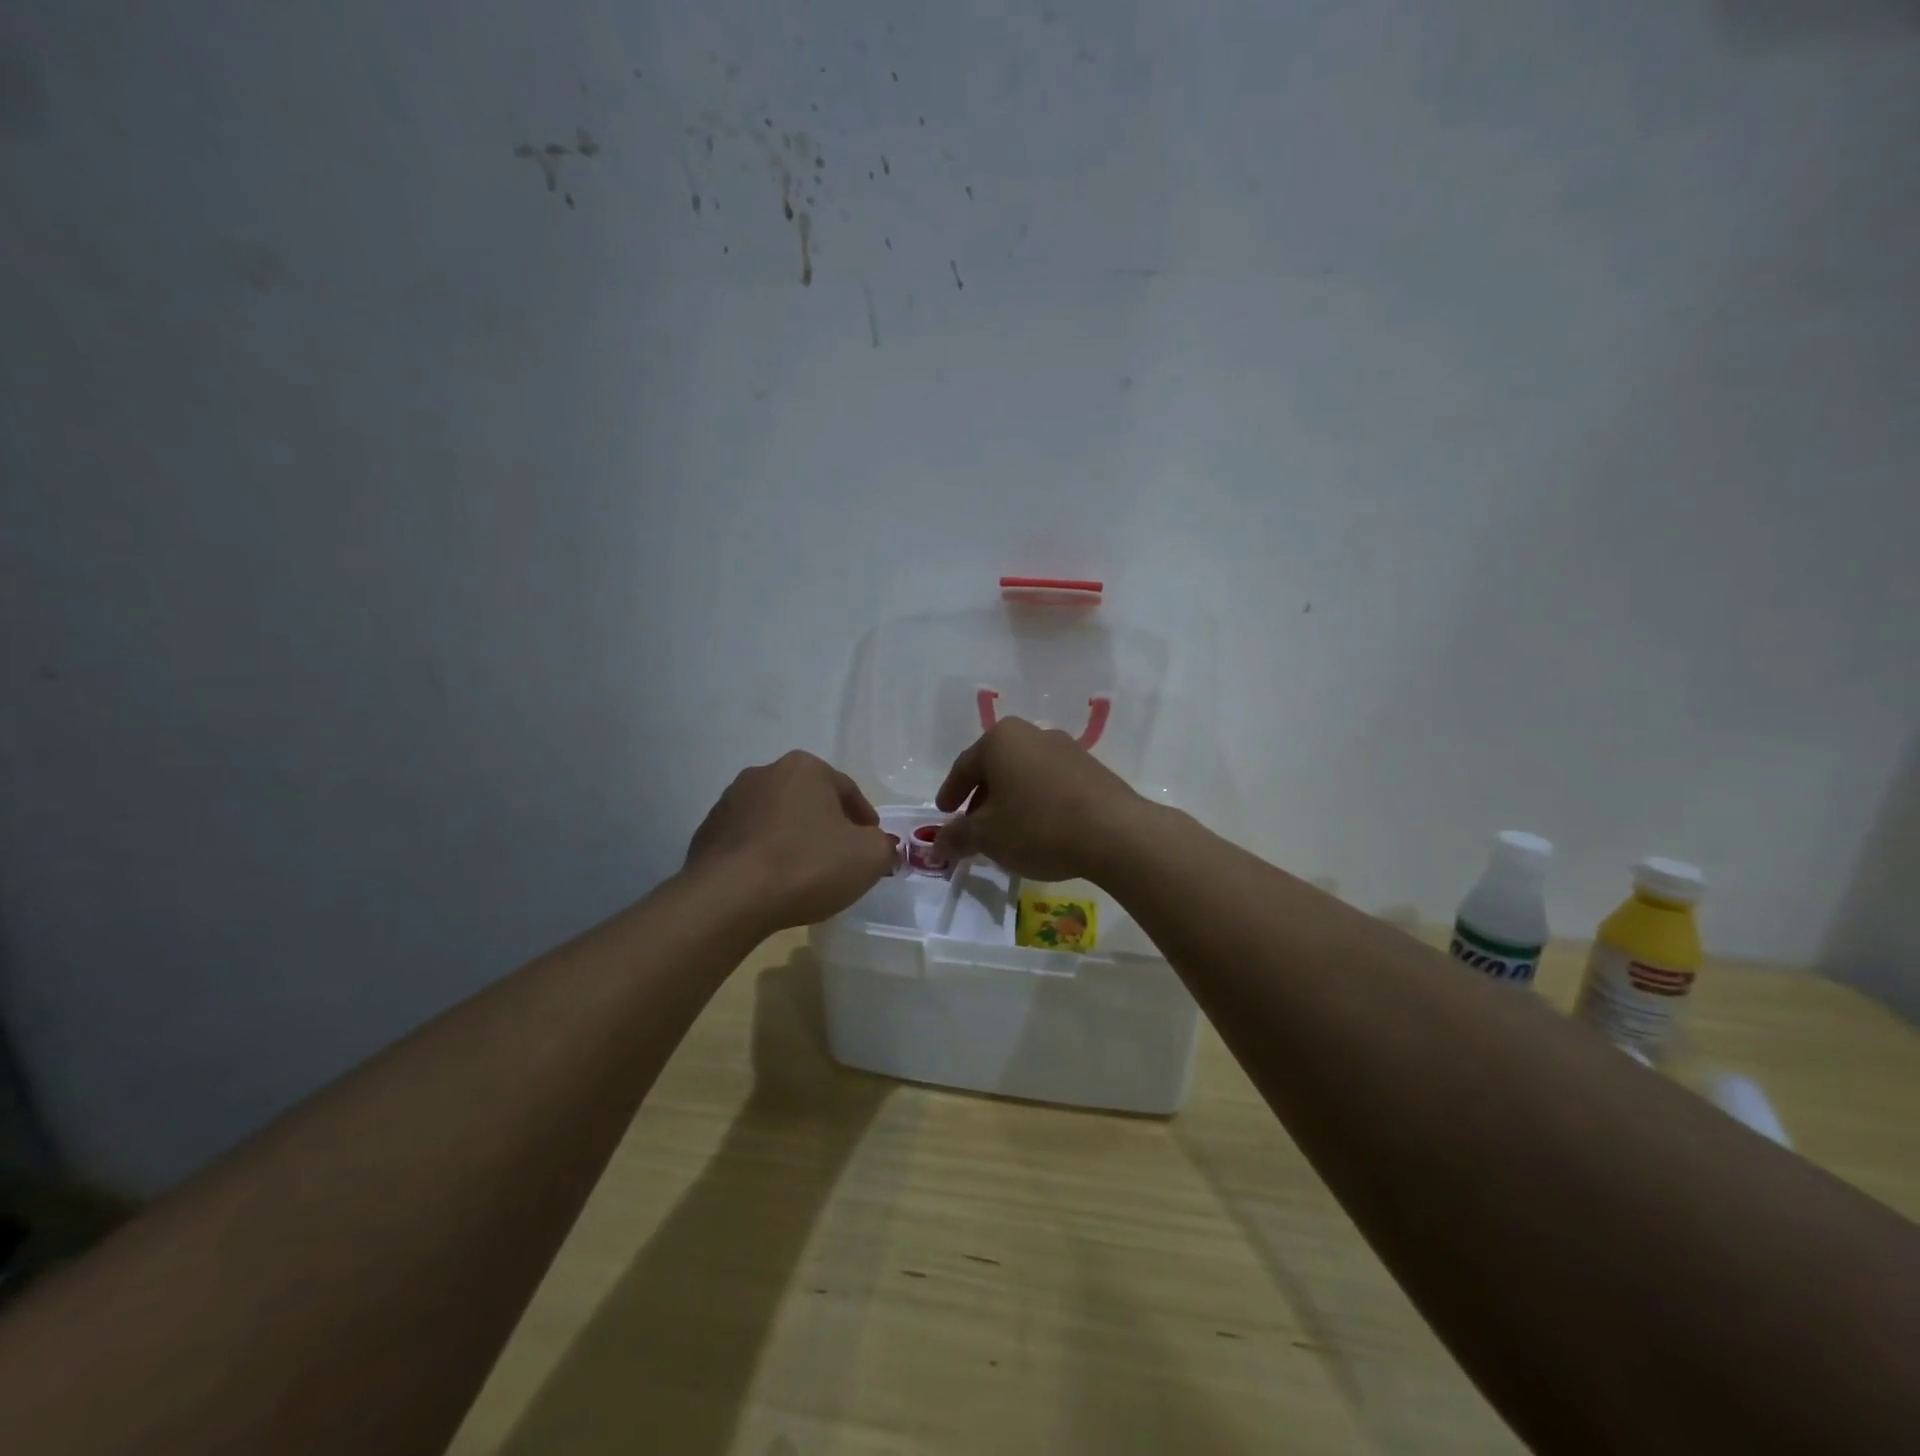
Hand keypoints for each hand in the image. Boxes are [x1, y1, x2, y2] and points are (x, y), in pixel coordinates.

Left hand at [685, 752, 896, 930]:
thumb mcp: (869, 857)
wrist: (729, 898)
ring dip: (793, 838)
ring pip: (776, 819)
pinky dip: (764, 855)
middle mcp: (764, 773)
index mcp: (804, 767)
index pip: (847, 790)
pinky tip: (773, 882)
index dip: (865, 819)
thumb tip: (879, 846)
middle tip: (841, 857)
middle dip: (826, 825)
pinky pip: (748, 842)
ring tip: (805, 873)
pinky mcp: (707, 833)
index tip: (872, 844)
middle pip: (809, 800)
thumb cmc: (807, 865)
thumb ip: (884, 846)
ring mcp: (730, 802)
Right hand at [931, 718, 1147, 881]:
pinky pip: (1051, 783)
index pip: (964, 766)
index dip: (950, 793)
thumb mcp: (988, 836)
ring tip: (1006, 832)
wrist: (1114, 833)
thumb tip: (937, 843)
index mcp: (1001, 739)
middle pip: (996, 767)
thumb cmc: (1038, 826)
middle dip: (981, 798)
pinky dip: (1037, 803)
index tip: (943, 812)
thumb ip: (957, 836)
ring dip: (1011, 801)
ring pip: (1025, 775)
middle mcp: (1033, 733)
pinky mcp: (1092, 769)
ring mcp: (1067, 749)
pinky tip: (1039, 829)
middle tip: (972, 826)